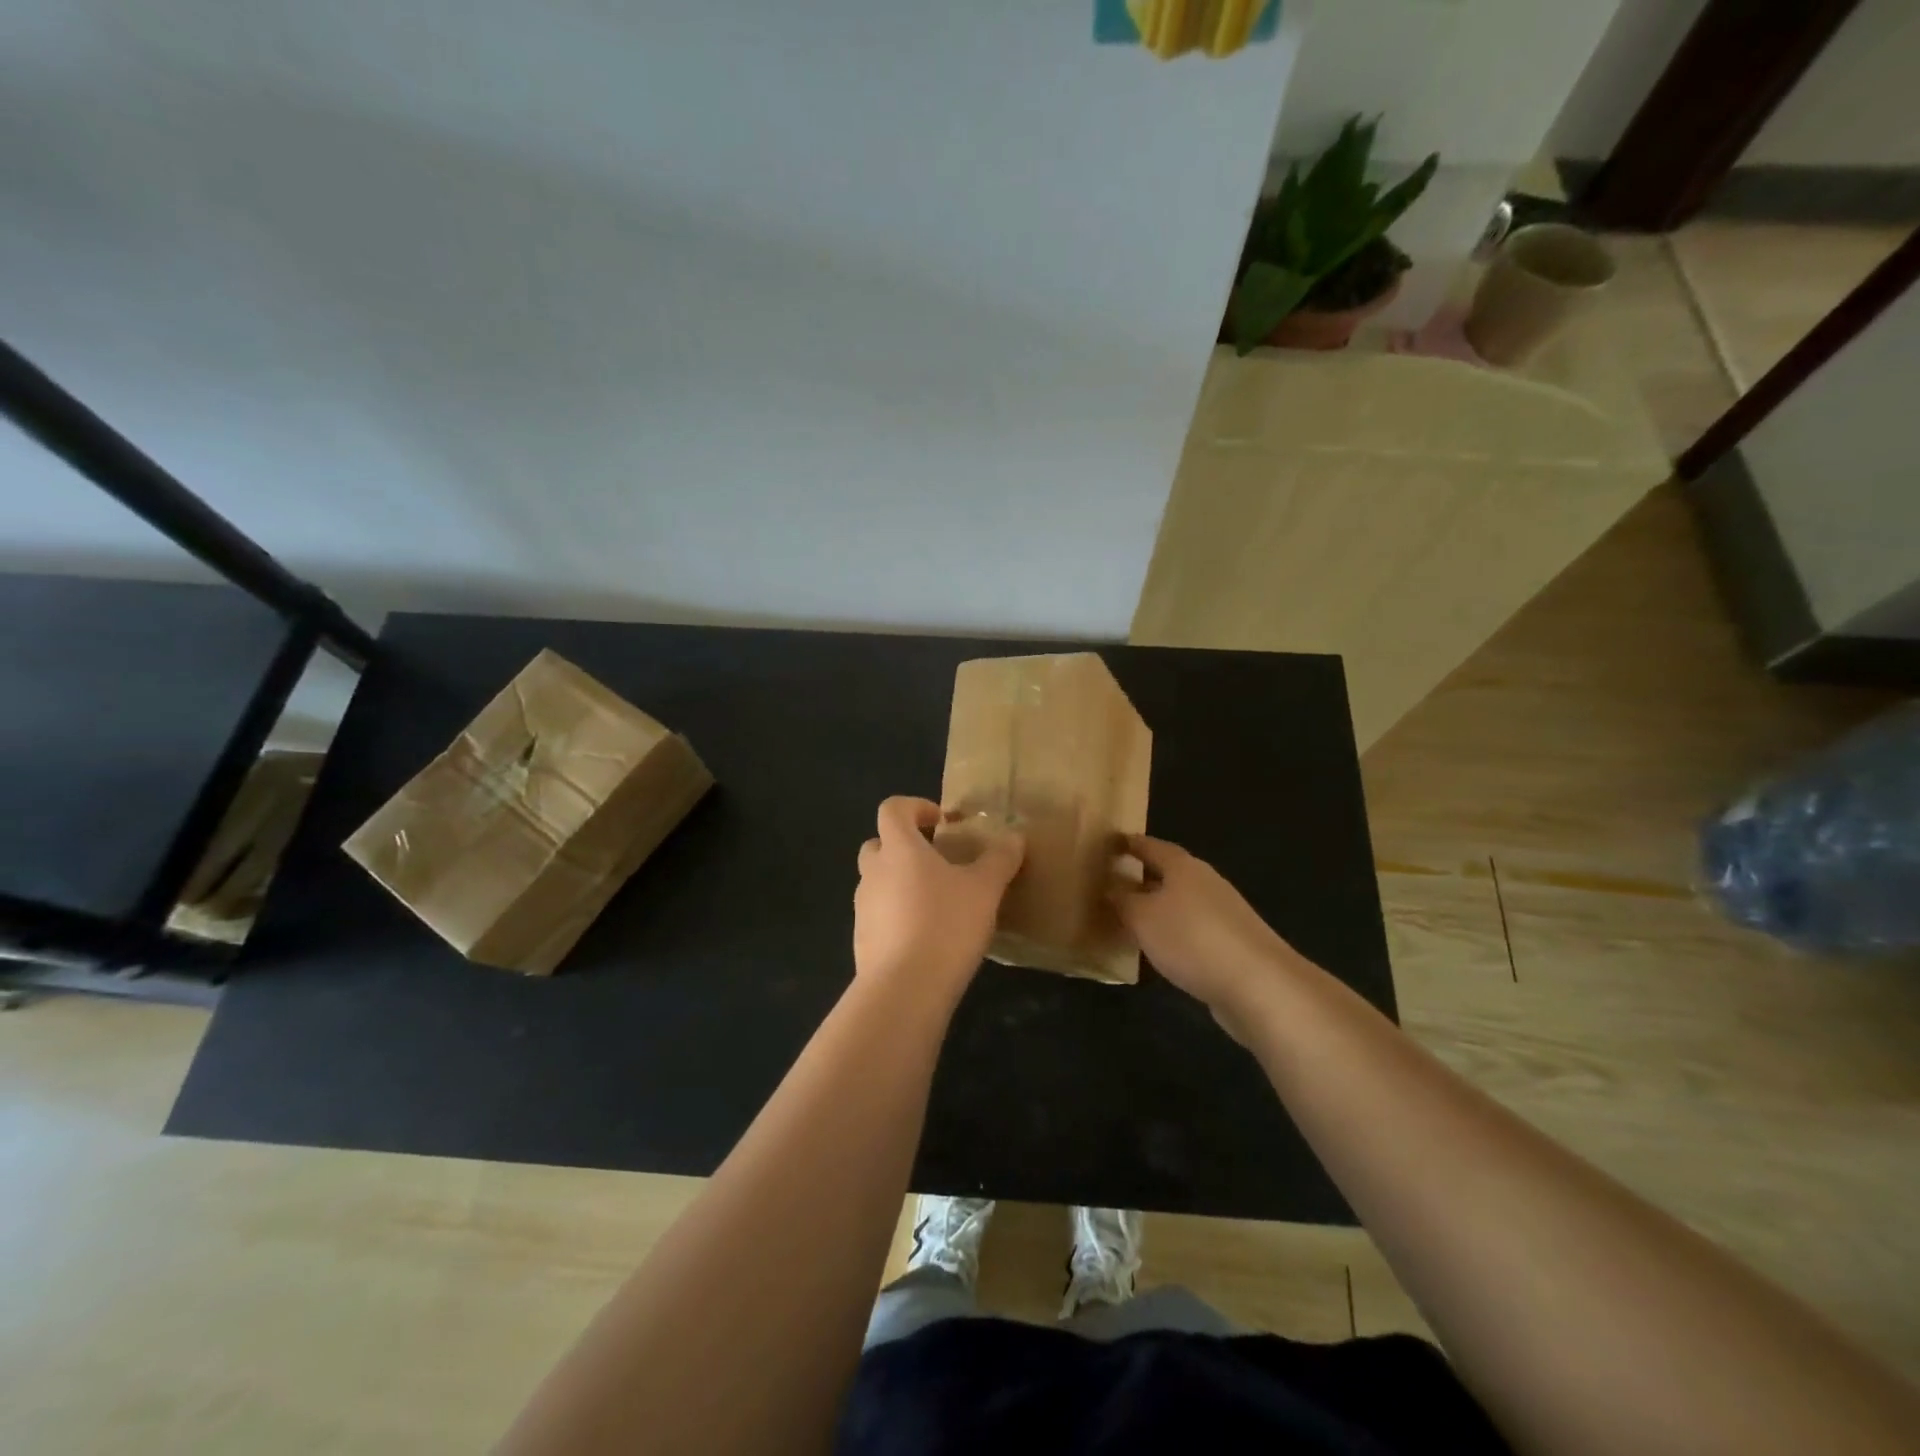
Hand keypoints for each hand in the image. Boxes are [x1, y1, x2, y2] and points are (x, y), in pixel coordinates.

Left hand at [855, 796, 1023, 1002]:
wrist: (904, 989)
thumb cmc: (946, 924)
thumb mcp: (985, 889)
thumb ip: (1000, 859)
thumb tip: (1014, 835)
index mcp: (899, 848)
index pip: (893, 809)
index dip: (915, 807)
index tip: (941, 822)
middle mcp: (873, 872)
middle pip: (879, 845)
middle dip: (904, 847)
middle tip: (938, 863)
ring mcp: (862, 908)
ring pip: (878, 883)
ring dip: (901, 884)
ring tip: (938, 905)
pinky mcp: (862, 941)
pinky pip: (879, 917)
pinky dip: (898, 918)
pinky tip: (928, 939)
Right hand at [1110, 836, 1298, 1041]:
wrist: (1259, 985)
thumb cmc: (1192, 938)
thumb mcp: (1143, 917)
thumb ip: (1123, 900)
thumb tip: (1110, 886)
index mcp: (1184, 867)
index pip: (1151, 846)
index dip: (1130, 844)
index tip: (1110, 844)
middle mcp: (1206, 883)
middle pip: (1169, 874)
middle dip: (1143, 878)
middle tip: (1112, 885)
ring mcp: (1224, 914)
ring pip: (1181, 904)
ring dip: (1158, 909)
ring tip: (1130, 920)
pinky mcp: (1233, 945)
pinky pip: (1193, 930)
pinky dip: (1174, 934)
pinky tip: (1161, 951)